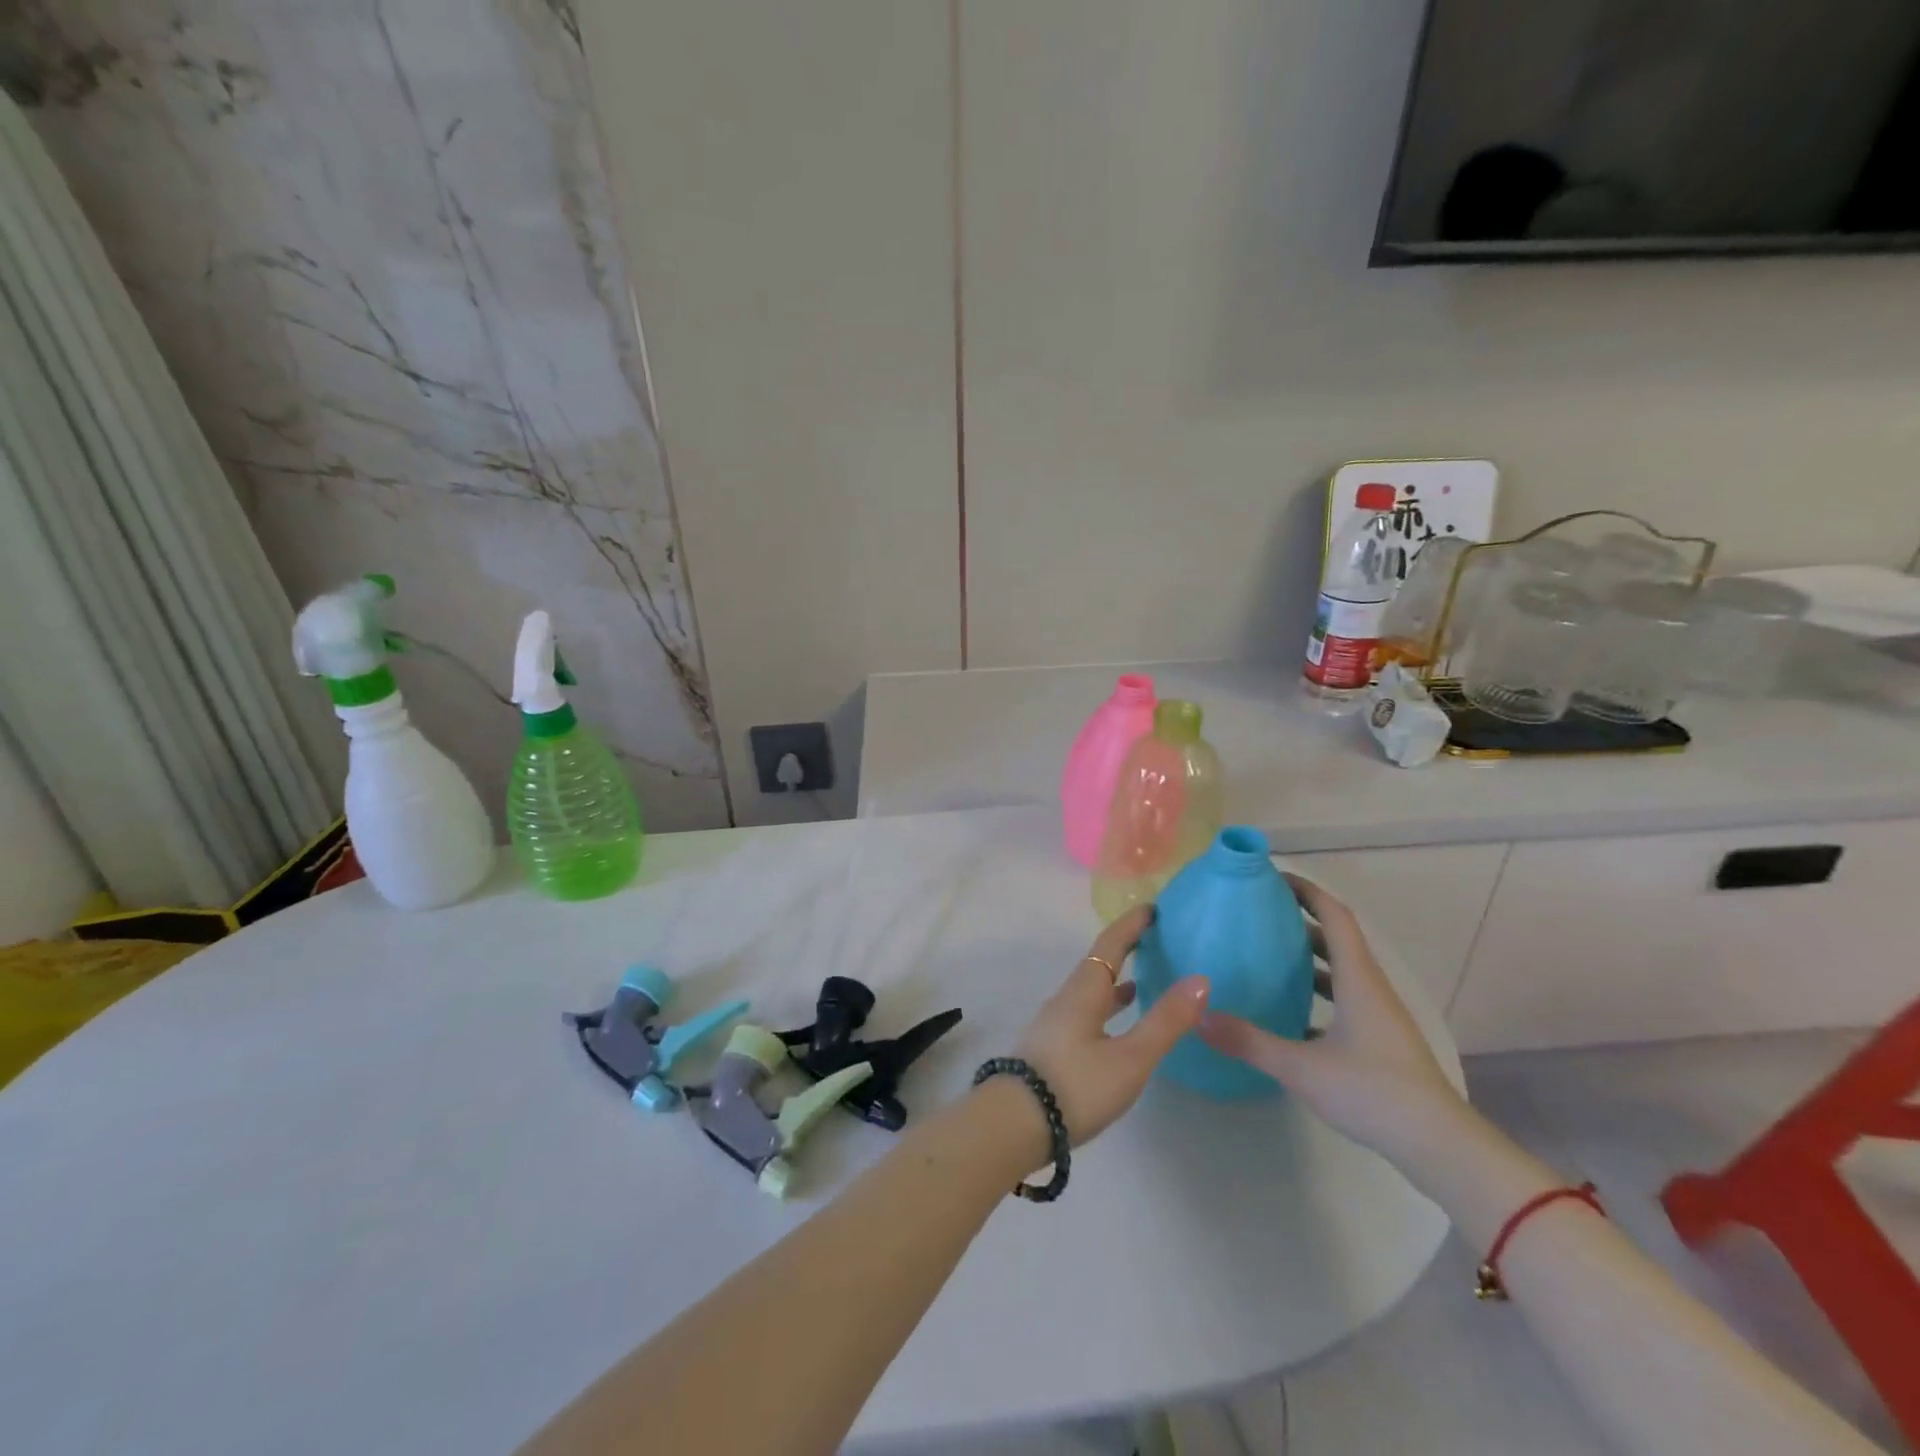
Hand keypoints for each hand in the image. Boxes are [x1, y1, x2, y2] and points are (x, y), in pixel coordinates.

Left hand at [1015, 905, 1210, 1144]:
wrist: (1014, 1123)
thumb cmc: (1076, 1085)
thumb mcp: (1130, 1058)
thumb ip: (1165, 1021)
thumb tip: (1200, 979)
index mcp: (1084, 991)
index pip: (1110, 945)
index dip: (1131, 925)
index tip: (1153, 908)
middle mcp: (1067, 998)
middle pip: (1099, 964)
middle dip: (1125, 948)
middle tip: (1154, 939)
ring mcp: (1056, 1023)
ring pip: (1091, 990)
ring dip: (1115, 980)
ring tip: (1142, 980)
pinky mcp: (1053, 1047)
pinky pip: (1086, 1012)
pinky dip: (1107, 1007)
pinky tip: (1116, 1025)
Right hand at [1198, 875, 1462, 1158]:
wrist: (1439, 1146)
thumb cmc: (1372, 1092)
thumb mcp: (1301, 1067)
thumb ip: (1248, 1041)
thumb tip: (1199, 1016)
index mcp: (1357, 979)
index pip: (1334, 916)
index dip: (1306, 891)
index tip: (1272, 878)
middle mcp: (1371, 988)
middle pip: (1336, 938)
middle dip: (1300, 919)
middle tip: (1257, 913)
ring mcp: (1378, 1016)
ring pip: (1341, 970)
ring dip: (1308, 956)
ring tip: (1267, 955)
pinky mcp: (1380, 1041)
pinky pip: (1344, 999)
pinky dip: (1317, 993)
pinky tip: (1289, 1013)